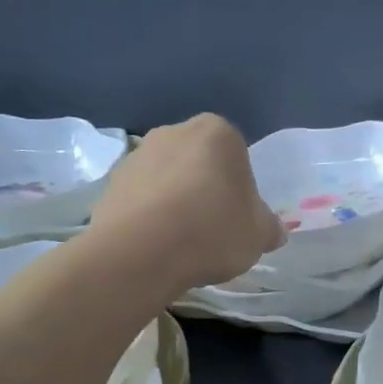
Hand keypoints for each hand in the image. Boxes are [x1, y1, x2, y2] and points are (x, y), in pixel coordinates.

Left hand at [90, 114, 283, 290]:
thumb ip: (269, 227)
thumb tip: (273, 230)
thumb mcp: (259, 235)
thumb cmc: (212, 231)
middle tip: (213, 228)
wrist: (140, 252)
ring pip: (168, 179)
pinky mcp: (109, 182)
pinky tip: (156, 245)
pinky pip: (141, 198)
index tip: (238, 217)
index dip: (241, 189)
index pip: (238, 156)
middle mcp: (174, 132)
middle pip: (200, 162)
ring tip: (181, 242)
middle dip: (206, 189)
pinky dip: (150, 216)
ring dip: (175, 202)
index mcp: (218, 132)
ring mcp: (136, 155)